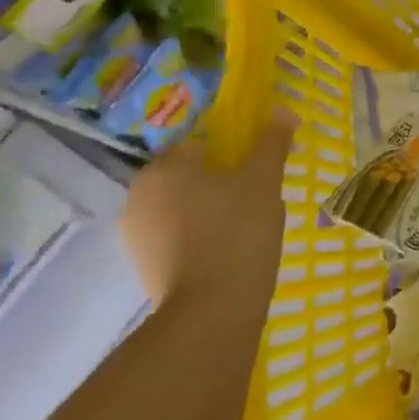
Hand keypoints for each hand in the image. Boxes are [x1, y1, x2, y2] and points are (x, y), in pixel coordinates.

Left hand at [119, 119, 291, 307]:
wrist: (212, 309)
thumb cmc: (238, 231)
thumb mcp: (264, 180)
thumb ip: (271, 143)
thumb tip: (283, 110)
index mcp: (164, 167)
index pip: (201, 145)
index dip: (234, 154)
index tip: (259, 172)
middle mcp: (138, 195)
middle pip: (190, 176)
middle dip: (220, 183)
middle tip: (257, 199)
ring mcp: (135, 234)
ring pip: (183, 208)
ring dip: (210, 211)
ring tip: (246, 228)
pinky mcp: (143, 266)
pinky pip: (177, 237)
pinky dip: (199, 238)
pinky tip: (228, 252)